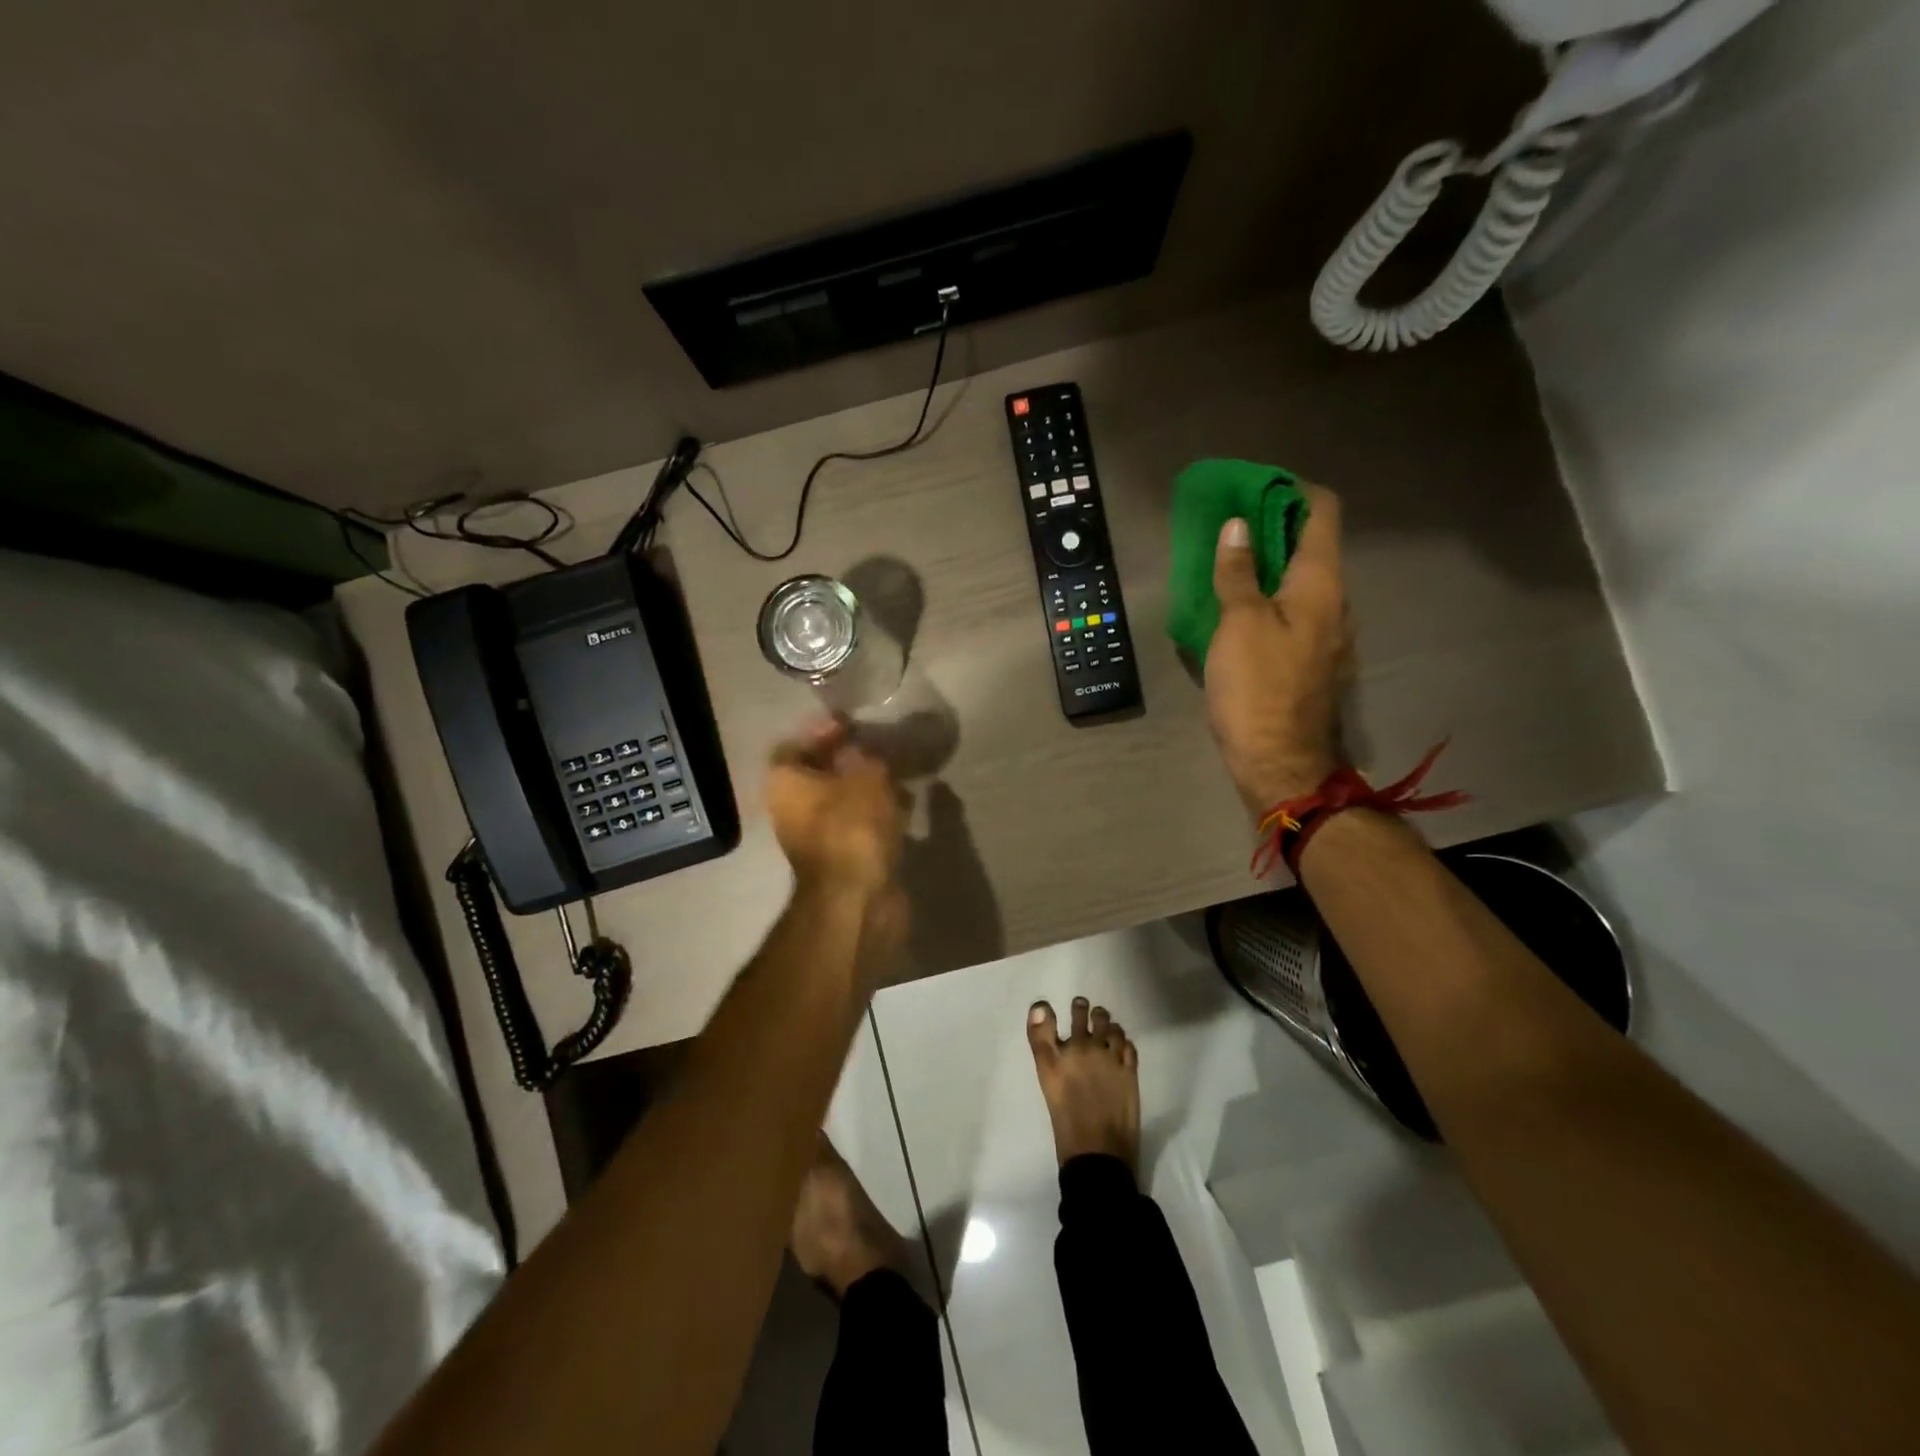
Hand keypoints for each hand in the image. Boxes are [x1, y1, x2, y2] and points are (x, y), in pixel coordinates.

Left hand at [766, 720, 904, 896]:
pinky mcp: (839, 861)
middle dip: (849, 761)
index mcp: (785, 783)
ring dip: (867, 788)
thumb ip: (866, 757)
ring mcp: (814, 839)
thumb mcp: (867, 776)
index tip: (853, 725)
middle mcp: (791, 810)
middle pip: (818, 775)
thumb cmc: (853, 827)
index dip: (823, 732)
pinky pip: (856, 826)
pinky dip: (876, 816)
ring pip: (840, 802)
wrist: (857, 899)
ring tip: (898, 776)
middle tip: (879, 749)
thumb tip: (863, 752)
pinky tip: (903, 807)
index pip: (795, 745)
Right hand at [1204, 485, 1349, 814]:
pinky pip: (1294, 613)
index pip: (1323, 512)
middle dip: (1273, 528)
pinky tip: (1237, 613)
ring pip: (1302, 582)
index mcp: (1322, 584)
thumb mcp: (1238, 624)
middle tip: (1228, 527)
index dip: (1293, 489)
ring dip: (1268, 566)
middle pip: (1312, 546)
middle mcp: (1336, 602)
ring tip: (1226, 567)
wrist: (1279, 762)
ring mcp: (1329, 635)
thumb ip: (1237, 573)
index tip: (1253, 488)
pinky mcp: (1313, 662)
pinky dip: (1269, 599)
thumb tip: (1237, 527)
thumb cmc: (1257, 688)